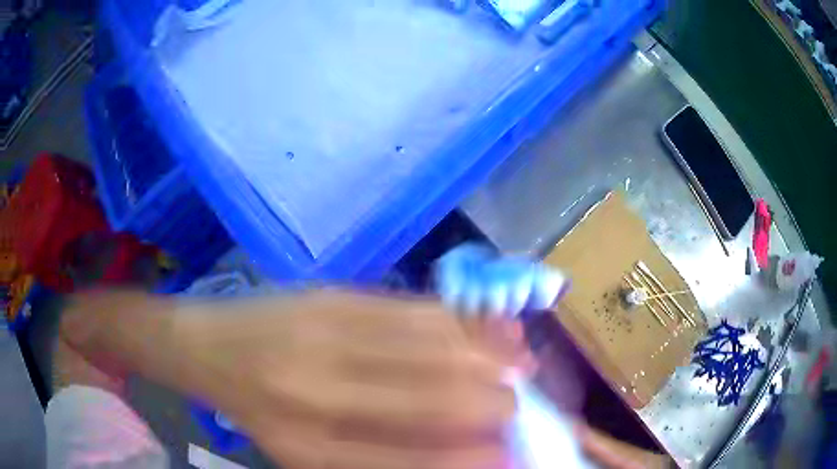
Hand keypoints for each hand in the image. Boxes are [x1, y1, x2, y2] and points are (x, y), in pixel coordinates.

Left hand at [63, 290, 519, 468]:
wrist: (206, 346)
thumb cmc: (257, 412)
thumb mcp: (306, 456)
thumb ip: (382, 460)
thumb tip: (460, 455)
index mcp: (314, 448)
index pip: (422, 461)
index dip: (479, 460)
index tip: (512, 457)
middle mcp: (322, 394)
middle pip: (441, 402)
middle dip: (498, 409)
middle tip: (521, 412)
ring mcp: (327, 334)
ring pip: (439, 348)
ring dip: (493, 362)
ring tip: (522, 369)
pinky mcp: (334, 295)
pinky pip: (417, 311)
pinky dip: (466, 324)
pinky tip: (493, 332)